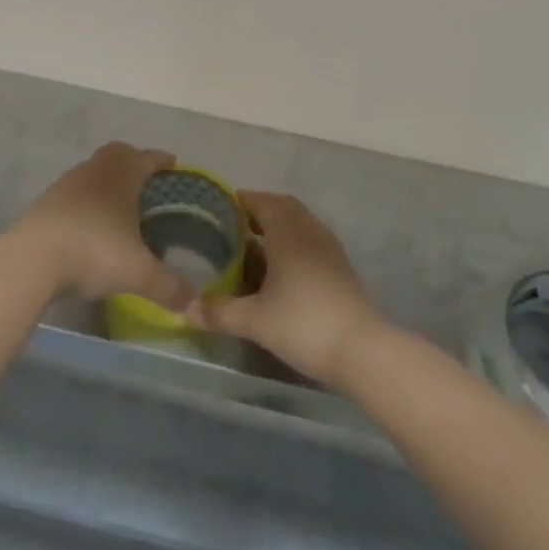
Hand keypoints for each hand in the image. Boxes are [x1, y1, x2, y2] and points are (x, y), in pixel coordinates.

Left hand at [7, 143, 195, 308]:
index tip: (173, 165)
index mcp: (122, 175)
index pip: (148, 157)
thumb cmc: (94, 253)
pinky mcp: (45, 203)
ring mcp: (66, 184)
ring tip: (118, 207)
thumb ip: (169, 286)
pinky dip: (86, 201)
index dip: (162, 160)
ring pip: (92, 171)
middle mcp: (95, 171)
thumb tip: (194, 302)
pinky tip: (89, 225)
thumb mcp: (138, 273)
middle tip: (146, 183)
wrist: (31, 261)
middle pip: (117, 153)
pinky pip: (73, 192)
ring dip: (106, 182)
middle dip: (133, 162)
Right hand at [190, 192, 387, 385]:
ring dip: (279, 225)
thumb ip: (220, 311)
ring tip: (255, 244)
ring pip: (300, 223)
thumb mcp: (255, 320)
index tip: (221, 207)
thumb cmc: (303, 324)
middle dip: (260, 210)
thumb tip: (187, 309)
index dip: (242, 200)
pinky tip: (282, 267)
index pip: (263, 202)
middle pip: (284, 207)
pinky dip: (293, 241)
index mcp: (287, 233)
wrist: (361, 349)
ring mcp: (329, 248)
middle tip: (235, 224)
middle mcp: (309, 232)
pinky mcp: (340, 267)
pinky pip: (311, 240)